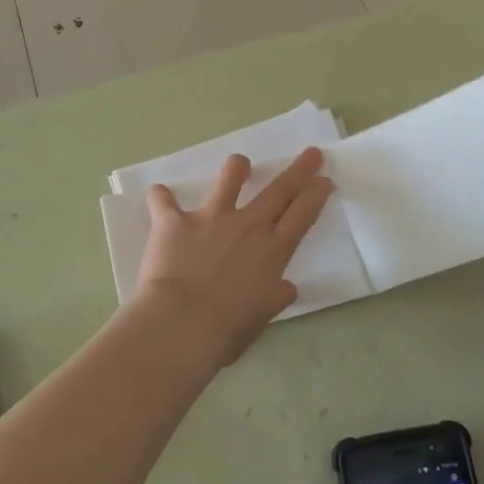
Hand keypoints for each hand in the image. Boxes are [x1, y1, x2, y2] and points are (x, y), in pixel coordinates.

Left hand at [133, 146, 333, 367]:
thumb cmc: (226, 330)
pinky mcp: (174, 220)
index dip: (315, 195)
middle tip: (311, 153)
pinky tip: (159, 195)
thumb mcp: (261, 317)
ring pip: (229, 178)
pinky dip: (161, 197)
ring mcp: (210, 218)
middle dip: (299, 169)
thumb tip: (286, 288)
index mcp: (272, 251)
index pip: (302, 215)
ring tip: (240, 164)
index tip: (323, 181)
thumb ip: (274, 297)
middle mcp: (247, 226)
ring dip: (237, 168)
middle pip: (279, 189)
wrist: (180, 325)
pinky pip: (164, 201)